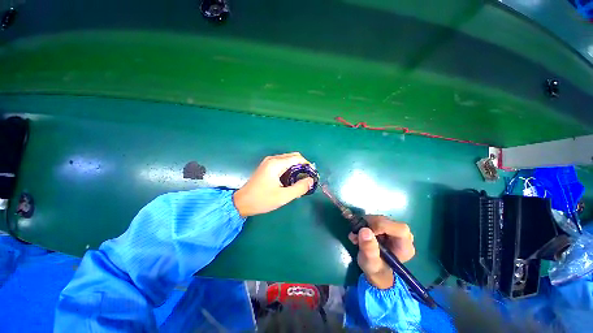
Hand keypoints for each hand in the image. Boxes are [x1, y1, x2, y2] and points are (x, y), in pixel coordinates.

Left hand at [233, 152, 314, 216]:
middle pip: (293, 157)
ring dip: (296, 168)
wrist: (242, 202)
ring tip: (299, 181)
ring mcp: (269, 162)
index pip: (297, 158)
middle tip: (306, 179)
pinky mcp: (267, 166)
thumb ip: (299, 188)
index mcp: (276, 164)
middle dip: (302, 166)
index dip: (307, 165)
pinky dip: (289, 169)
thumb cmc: (262, 199)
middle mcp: (273, 159)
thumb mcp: (283, 196)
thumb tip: (310, 180)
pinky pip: (282, 163)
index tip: (312, 175)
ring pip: (288, 160)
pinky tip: (290, 180)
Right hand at [348, 215, 414, 288]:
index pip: (399, 229)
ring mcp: (394, 230)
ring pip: (379, 219)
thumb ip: (369, 250)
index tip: (366, 232)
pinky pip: (374, 220)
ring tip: (355, 237)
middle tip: (356, 234)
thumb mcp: (371, 264)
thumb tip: (364, 231)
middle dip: (369, 225)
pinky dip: (363, 224)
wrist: (376, 271)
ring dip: (364, 225)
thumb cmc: (376, 271)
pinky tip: (357, 235)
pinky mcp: (385, 227)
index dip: (382, 226)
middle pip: (387, 221)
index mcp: (405, 246)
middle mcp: (402, 236)